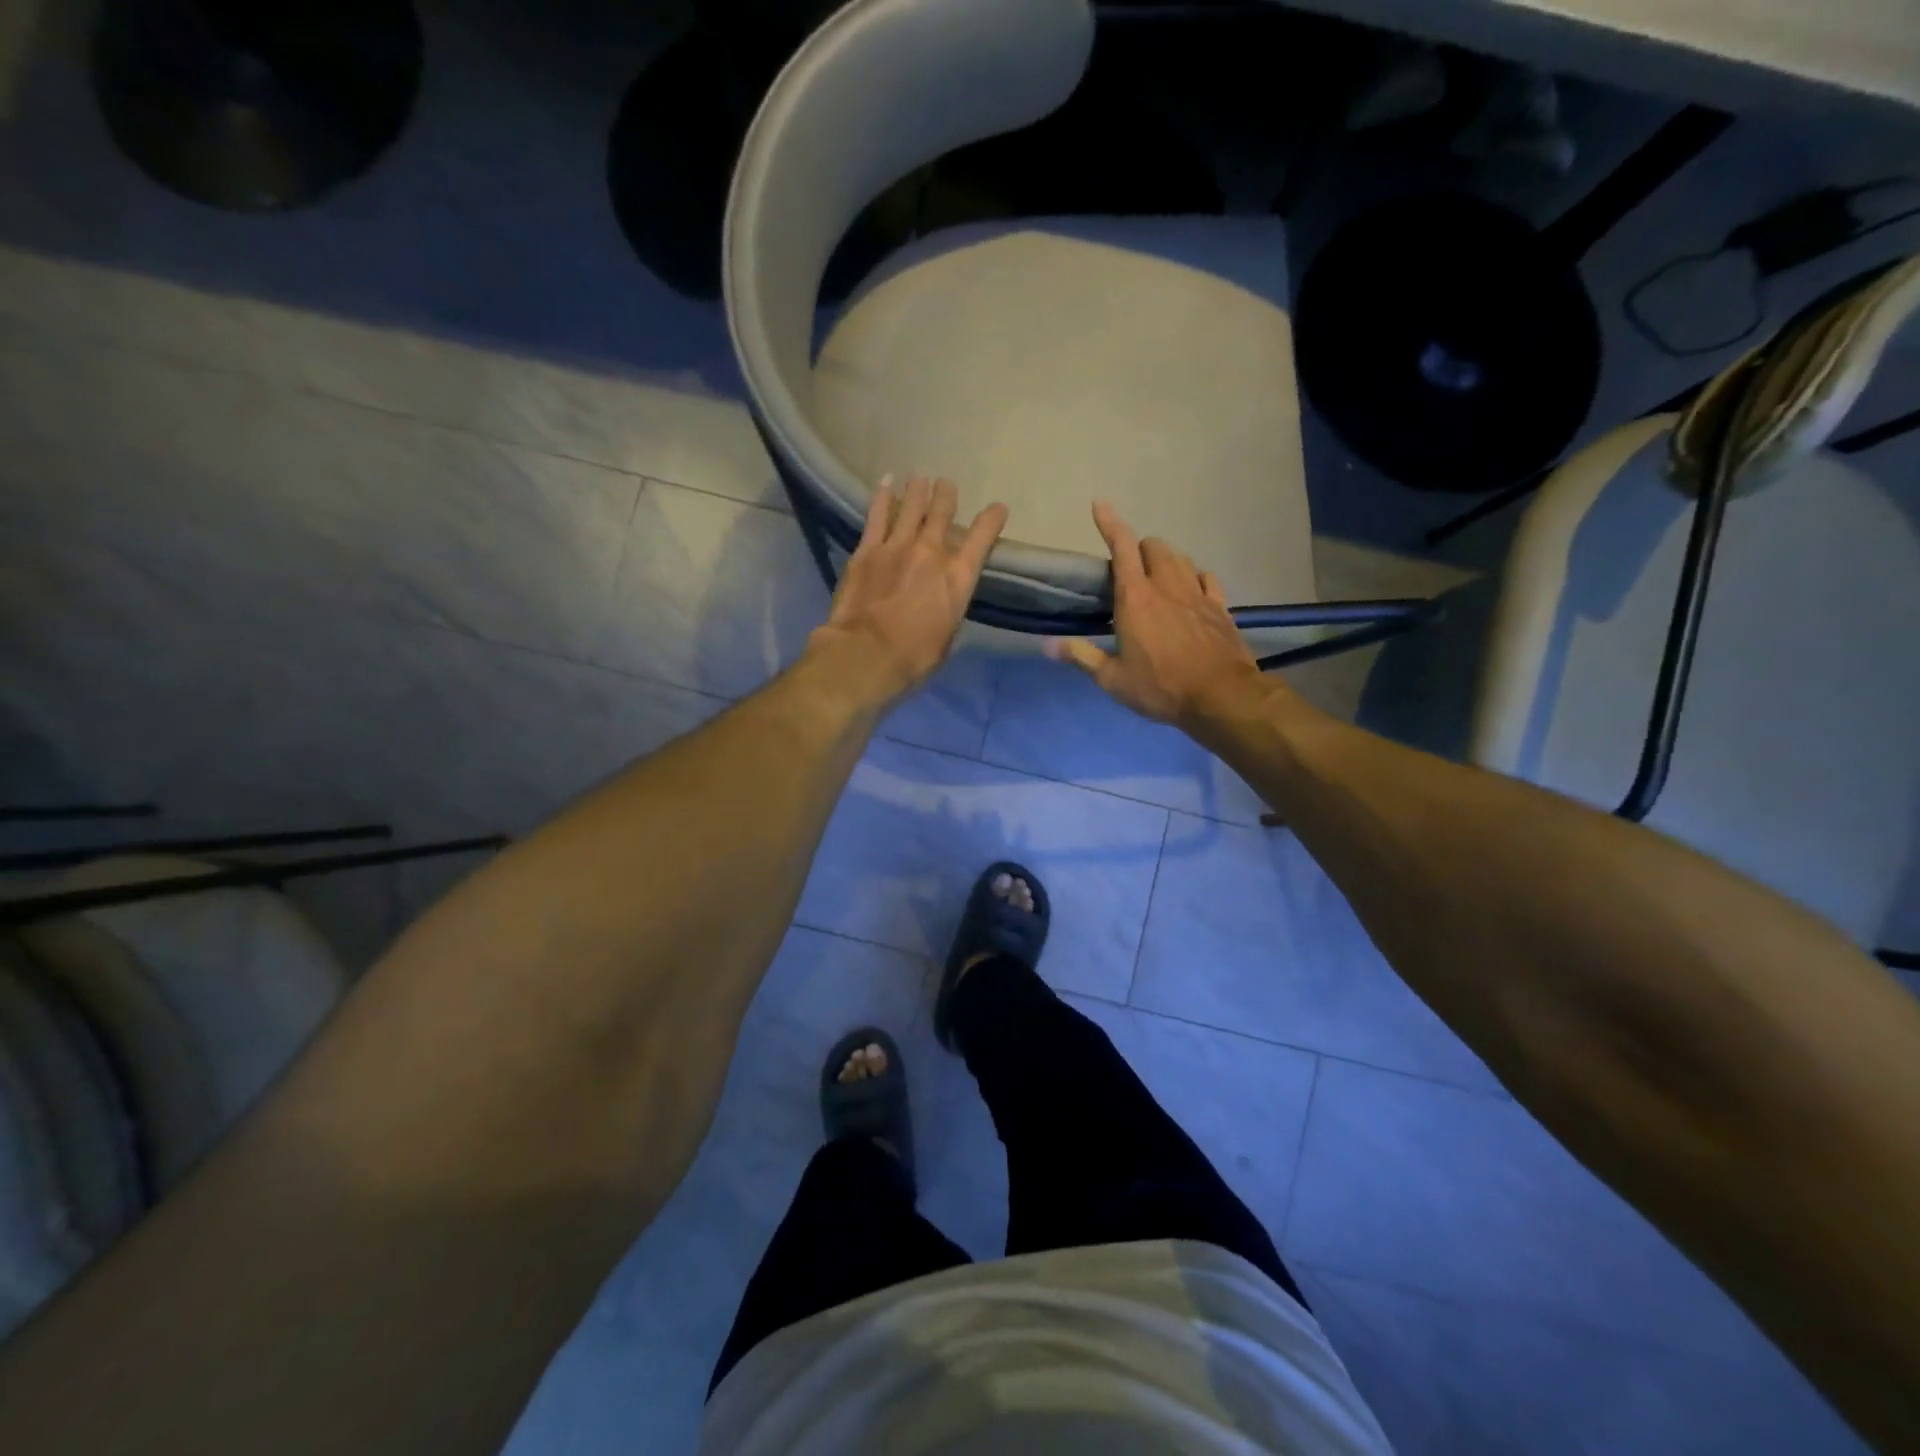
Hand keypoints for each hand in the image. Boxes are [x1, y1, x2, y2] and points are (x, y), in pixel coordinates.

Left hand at [807, 475, 1008, 707]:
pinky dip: (884, 497)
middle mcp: (932, 553)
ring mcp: (897, 547)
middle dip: (947, 496)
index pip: (983, 538)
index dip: (992, 519)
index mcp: (958, 578)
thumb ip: (948, 612)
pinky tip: (887, 482)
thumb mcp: (946, 639)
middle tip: (947, 485)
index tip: (997, 508)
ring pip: (912, 507)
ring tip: (921, 478)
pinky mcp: (867, 550)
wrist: (866, 655)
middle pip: (943, 513)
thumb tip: (944, 605)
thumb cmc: (913, 659)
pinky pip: (877, 515)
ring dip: (918, 490)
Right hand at [1046, 501, 1261, 725]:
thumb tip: (1047, 645)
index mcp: (1136, 598)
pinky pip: (1207, 578)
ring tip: (1158, 579)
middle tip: (1129, 570)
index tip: (1100, 504)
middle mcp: (1167, 586)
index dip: (1110, 523)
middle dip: (1140, 549)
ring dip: (1166, 561)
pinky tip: (1192, 590)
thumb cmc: (1161, 688)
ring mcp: (1198, 594)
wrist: (1221, 697)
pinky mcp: (1220, 607)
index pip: (1122, 547)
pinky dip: (1195, 577)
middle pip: (1154, 546)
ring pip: (1181, 558)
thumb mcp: (1113, 680)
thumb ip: (1082, 657)